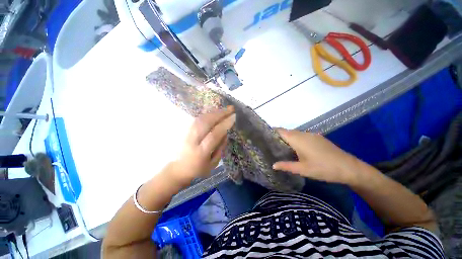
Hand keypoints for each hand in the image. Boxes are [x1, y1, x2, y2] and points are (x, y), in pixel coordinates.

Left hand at [167, 106, 235, 187]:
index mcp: (201, 153)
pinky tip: (214, 113)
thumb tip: (225, 133)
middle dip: (219, 114)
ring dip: (214, 112)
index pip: (214, 135)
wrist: (178, 169)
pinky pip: (197, 119)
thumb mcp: (213, 164)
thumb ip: (220, 148)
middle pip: (205, 123)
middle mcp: (192, 141)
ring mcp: (187, 134)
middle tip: (230, 109)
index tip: (233, 117)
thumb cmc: (198, 170)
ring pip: (201, 119)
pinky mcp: (185, 131)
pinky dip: (207, 114)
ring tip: (224, 110)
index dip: (224, 125)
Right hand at [273, 129, 358, 184]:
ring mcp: (312, 135)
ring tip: (280, 147)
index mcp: (298, 139)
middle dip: (278, 136)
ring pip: (294, 133)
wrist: (350, 168)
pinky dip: (295, 139)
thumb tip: (273, 165)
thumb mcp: (303, 169)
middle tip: (270, 145)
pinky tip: (295, 149)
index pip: (280, 131)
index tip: (264, 137)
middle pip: (286, 131)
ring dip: (287, 138)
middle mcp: (303, 134)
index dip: (272, 132)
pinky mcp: (317, 138)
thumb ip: (286, 166)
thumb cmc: (323, 168)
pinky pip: (302, 136)